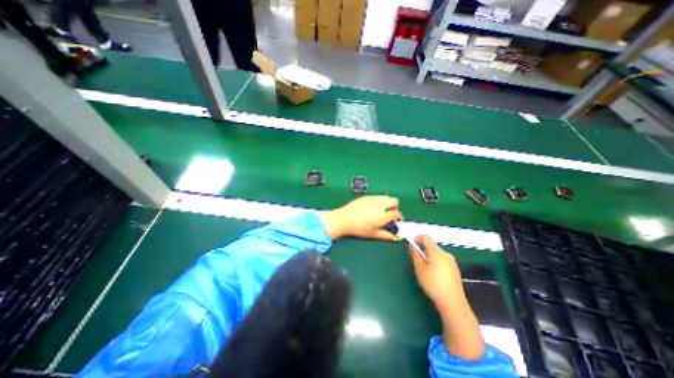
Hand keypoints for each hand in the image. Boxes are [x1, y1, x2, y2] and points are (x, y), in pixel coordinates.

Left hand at [320, 197, 399, 239]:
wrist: (344, 219)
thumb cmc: (359, 228)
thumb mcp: (373, 234)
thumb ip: (386, 235)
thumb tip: (395, 238)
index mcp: (383, 215)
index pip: (397, 213)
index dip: (398, 217)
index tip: (396, 221)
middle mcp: (380, 204)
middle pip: (394, 201)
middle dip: (395, 207)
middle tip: (389, 214)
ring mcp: (373, 199)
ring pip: (386, 197)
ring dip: (387, 202)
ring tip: (381, 210)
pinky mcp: (366, 196)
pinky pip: (377, 196)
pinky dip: (379, 200)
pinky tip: (372, 207)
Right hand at [408, 234, 465, 307]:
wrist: (452, 302)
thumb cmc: (433, 284)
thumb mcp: (419, 269)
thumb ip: (415, 255)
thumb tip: (412, 246)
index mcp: (436, 251)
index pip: (426, 238)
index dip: (417, 238)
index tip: (411, 244)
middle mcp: (446, 254)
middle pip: (432, 246)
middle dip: (423, 249)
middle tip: (416, 259)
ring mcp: (452, 262)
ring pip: (437, 254)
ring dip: (429, 256)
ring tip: (423, 268)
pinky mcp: (455, 270)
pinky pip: (442, 260)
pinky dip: (435, 262)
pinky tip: (433, 274)